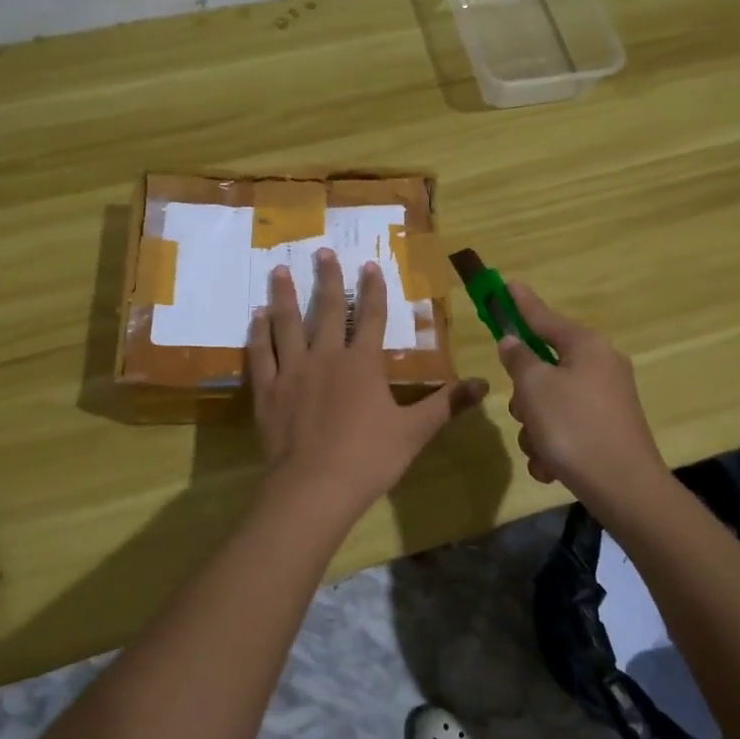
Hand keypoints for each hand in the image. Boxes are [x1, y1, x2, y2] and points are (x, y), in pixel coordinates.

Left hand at [249, 250, 486, 518]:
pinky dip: (258, 333)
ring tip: (280, 269)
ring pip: (287, 324)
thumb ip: (446, 404)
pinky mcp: (267, 390)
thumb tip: (483, 383)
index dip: (373, 290)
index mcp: (362, 364)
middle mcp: (325, 357)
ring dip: (285, 295)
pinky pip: (261, 354)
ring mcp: (292, 371)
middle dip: (328, 279)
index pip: (372, 317)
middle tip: (322, 251)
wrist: (314, 487)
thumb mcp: (415, 431)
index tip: (370, 265)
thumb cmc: (369, 458)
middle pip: (328, 310)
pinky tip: (256, 317)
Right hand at [496, 283, 666, 510]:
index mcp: (586, 346)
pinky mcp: (607, 429)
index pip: (544, 317)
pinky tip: (550, 466)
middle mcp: (600, 366)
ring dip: (535, 427)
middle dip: (526, 394)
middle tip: (524, 412)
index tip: (508, 285)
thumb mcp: (535, 388)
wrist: (624, 487)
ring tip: (540, 448)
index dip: (521, 304)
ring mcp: (606, 399)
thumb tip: (514, 342)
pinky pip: (566, 427)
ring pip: (550, 401)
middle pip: (544, 366)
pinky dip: (552, 445)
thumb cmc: (574, 427)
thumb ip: (519, 359)